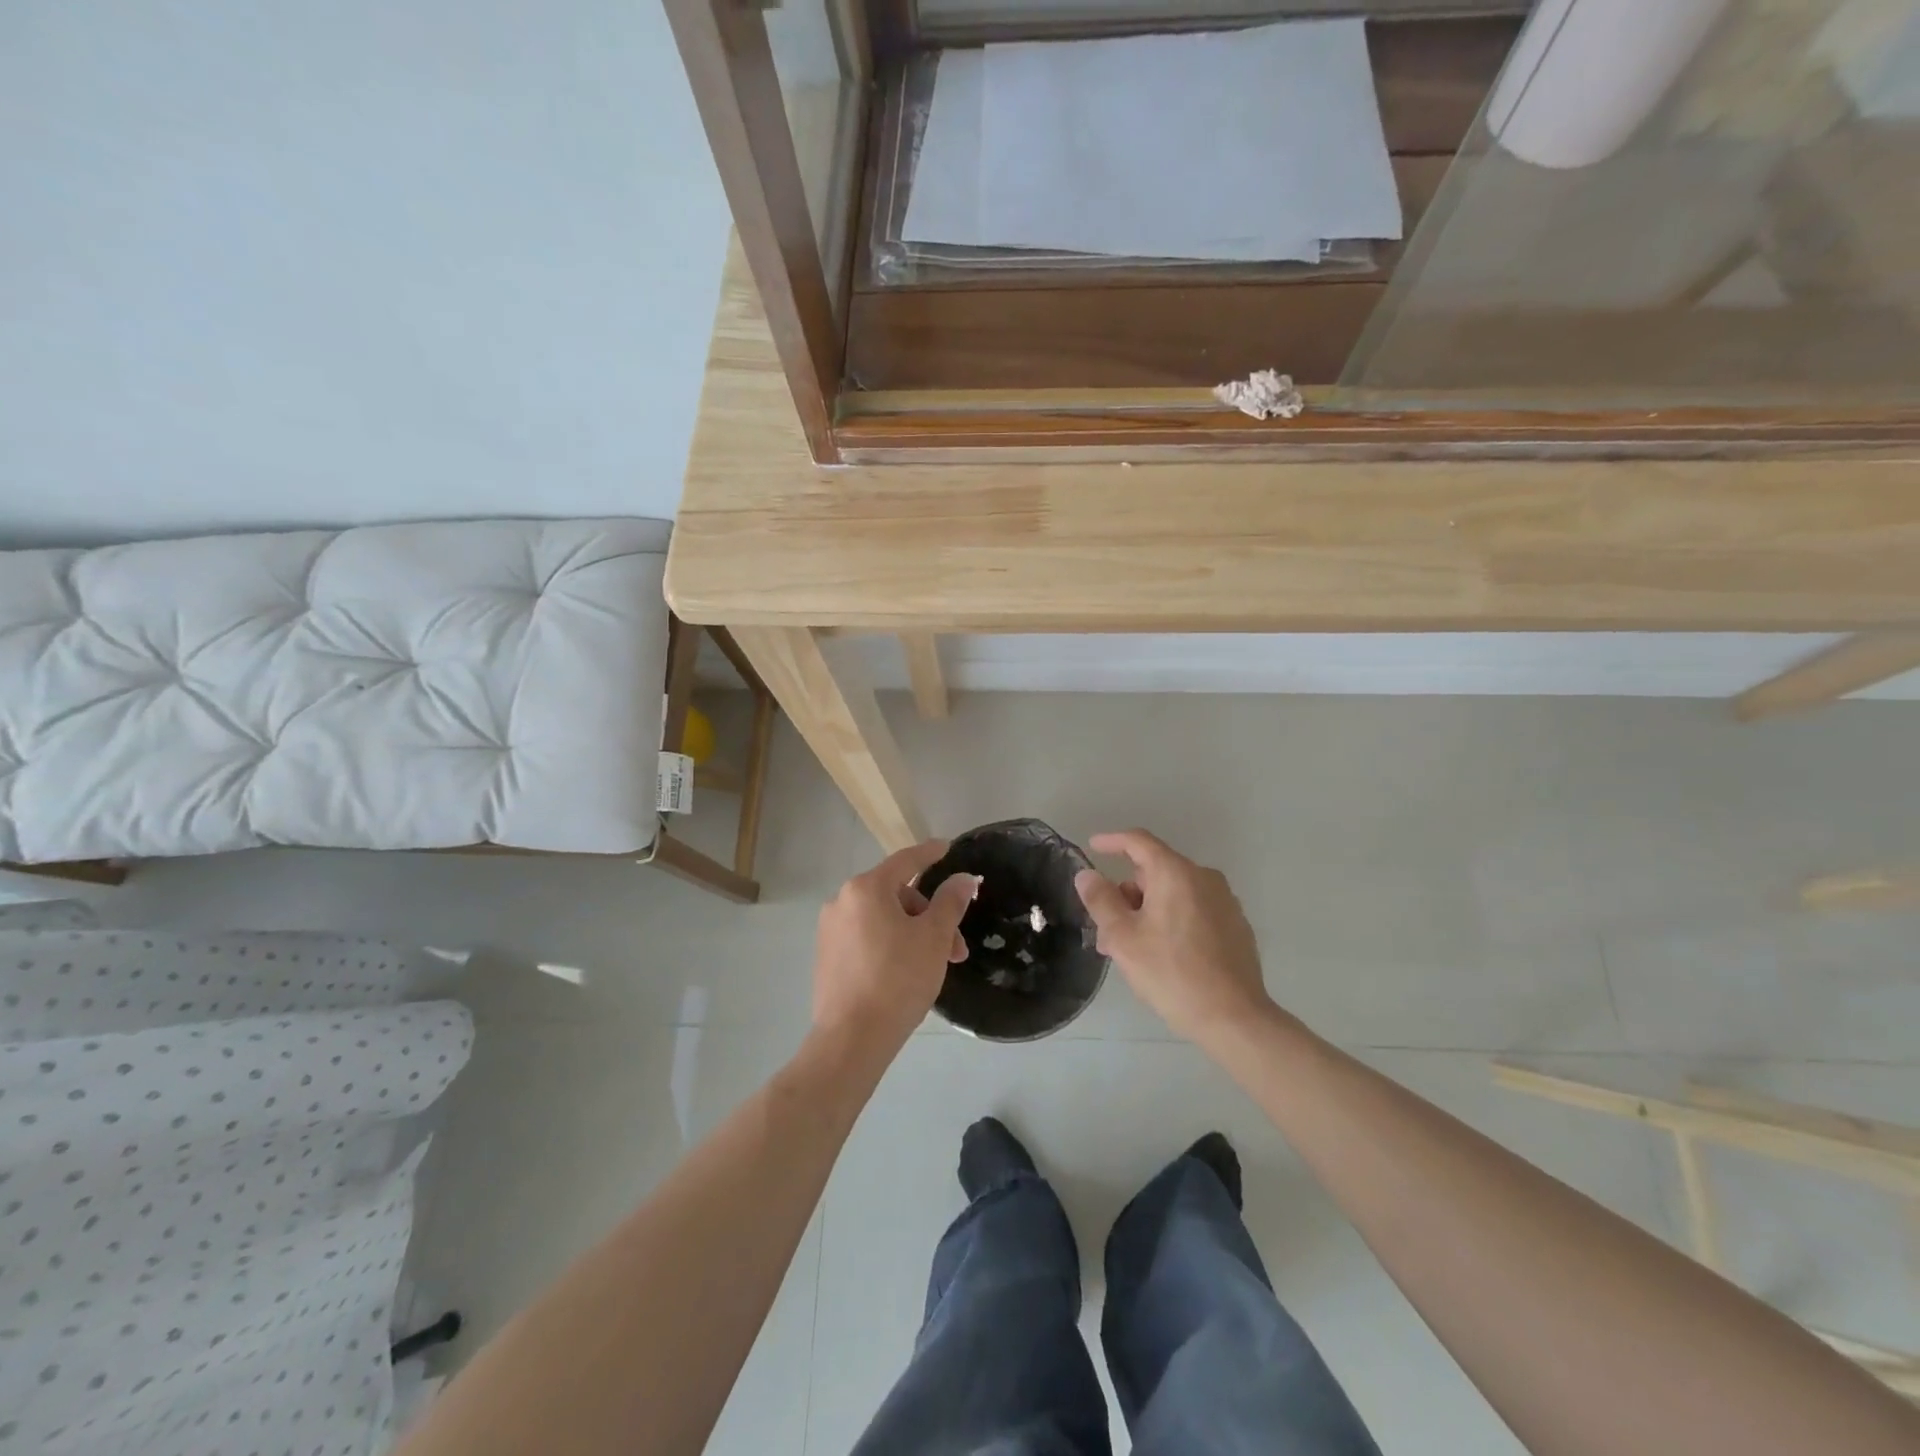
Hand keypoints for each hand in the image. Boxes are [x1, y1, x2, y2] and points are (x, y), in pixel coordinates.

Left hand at [813, 840, 980, 1053]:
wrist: (852, 1039)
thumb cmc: (898, 979)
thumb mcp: (933, 937)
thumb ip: (950, 902)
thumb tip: (963, 879)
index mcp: (866, 889)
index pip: (905, 861)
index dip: (930, 853)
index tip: (947, 847)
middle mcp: (842, 901)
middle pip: (896, 895)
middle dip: (930, 916)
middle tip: (955, 948)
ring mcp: (830, 930)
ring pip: (882, 919)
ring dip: (913, 933)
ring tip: (935, 966)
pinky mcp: (827, 956)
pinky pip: (866, 937)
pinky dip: (890, 944)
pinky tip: (906, 972)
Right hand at [1075, 830, 1275, 1047]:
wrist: (1234, 1018)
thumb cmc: (1171, 973)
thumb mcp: (1123, 938)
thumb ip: (1101, 900)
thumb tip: (1087, 874)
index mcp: (1176, 873)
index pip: (1139, 841)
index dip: (1112, 841)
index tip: (1093, 846)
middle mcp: (1204, 878)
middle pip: (1155, 871)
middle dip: (1127, 893)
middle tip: (1106, 927)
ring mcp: (1224, 901)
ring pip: (1174, 893)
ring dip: (1147, 910)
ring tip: (1130, 948)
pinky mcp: (1236, 925)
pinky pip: (1194, 909)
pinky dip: (1172, 920)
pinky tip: (1162, 954)